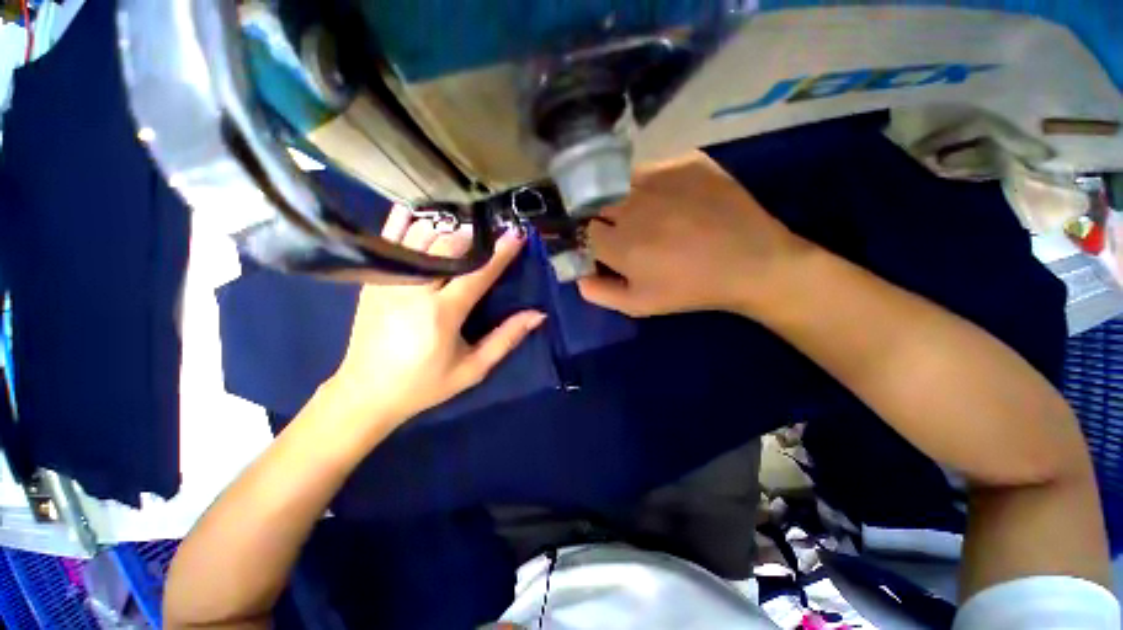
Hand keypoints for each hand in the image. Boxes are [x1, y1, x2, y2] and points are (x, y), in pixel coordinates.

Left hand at [327, 205, 544, 434]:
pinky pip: (392, 241)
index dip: (500, 252)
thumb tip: (537, 315)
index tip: (517, 234)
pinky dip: (408, 223)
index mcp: (441, 313)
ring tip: (467, 229)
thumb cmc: (425, 384)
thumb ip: (506, 339)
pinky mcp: (374, 280)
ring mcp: (389, 280)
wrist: (366, 392)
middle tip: (494, 232)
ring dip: (448, 228)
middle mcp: (414, 289)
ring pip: (421, 237)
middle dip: (476, 235)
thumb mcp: (473, 369)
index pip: (477, 273)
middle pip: (449, 246)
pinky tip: (423, 216)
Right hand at [578, 151, 811, 316]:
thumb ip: (601, 293)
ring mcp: (661, 178)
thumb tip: (578, 276)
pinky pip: (655, 168)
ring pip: (624, 181)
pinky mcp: (687, 161)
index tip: (607, 245)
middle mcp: (633, 206)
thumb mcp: (639, 305)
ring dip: (627, 196)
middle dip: (607, 216)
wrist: (751, 263)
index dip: (595, 238)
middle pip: (600, 202)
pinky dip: (655, 182)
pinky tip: (674, 199)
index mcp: (619, 243)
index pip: (586, 230)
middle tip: (631, 229)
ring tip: (650, 212)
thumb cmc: (690, 289)